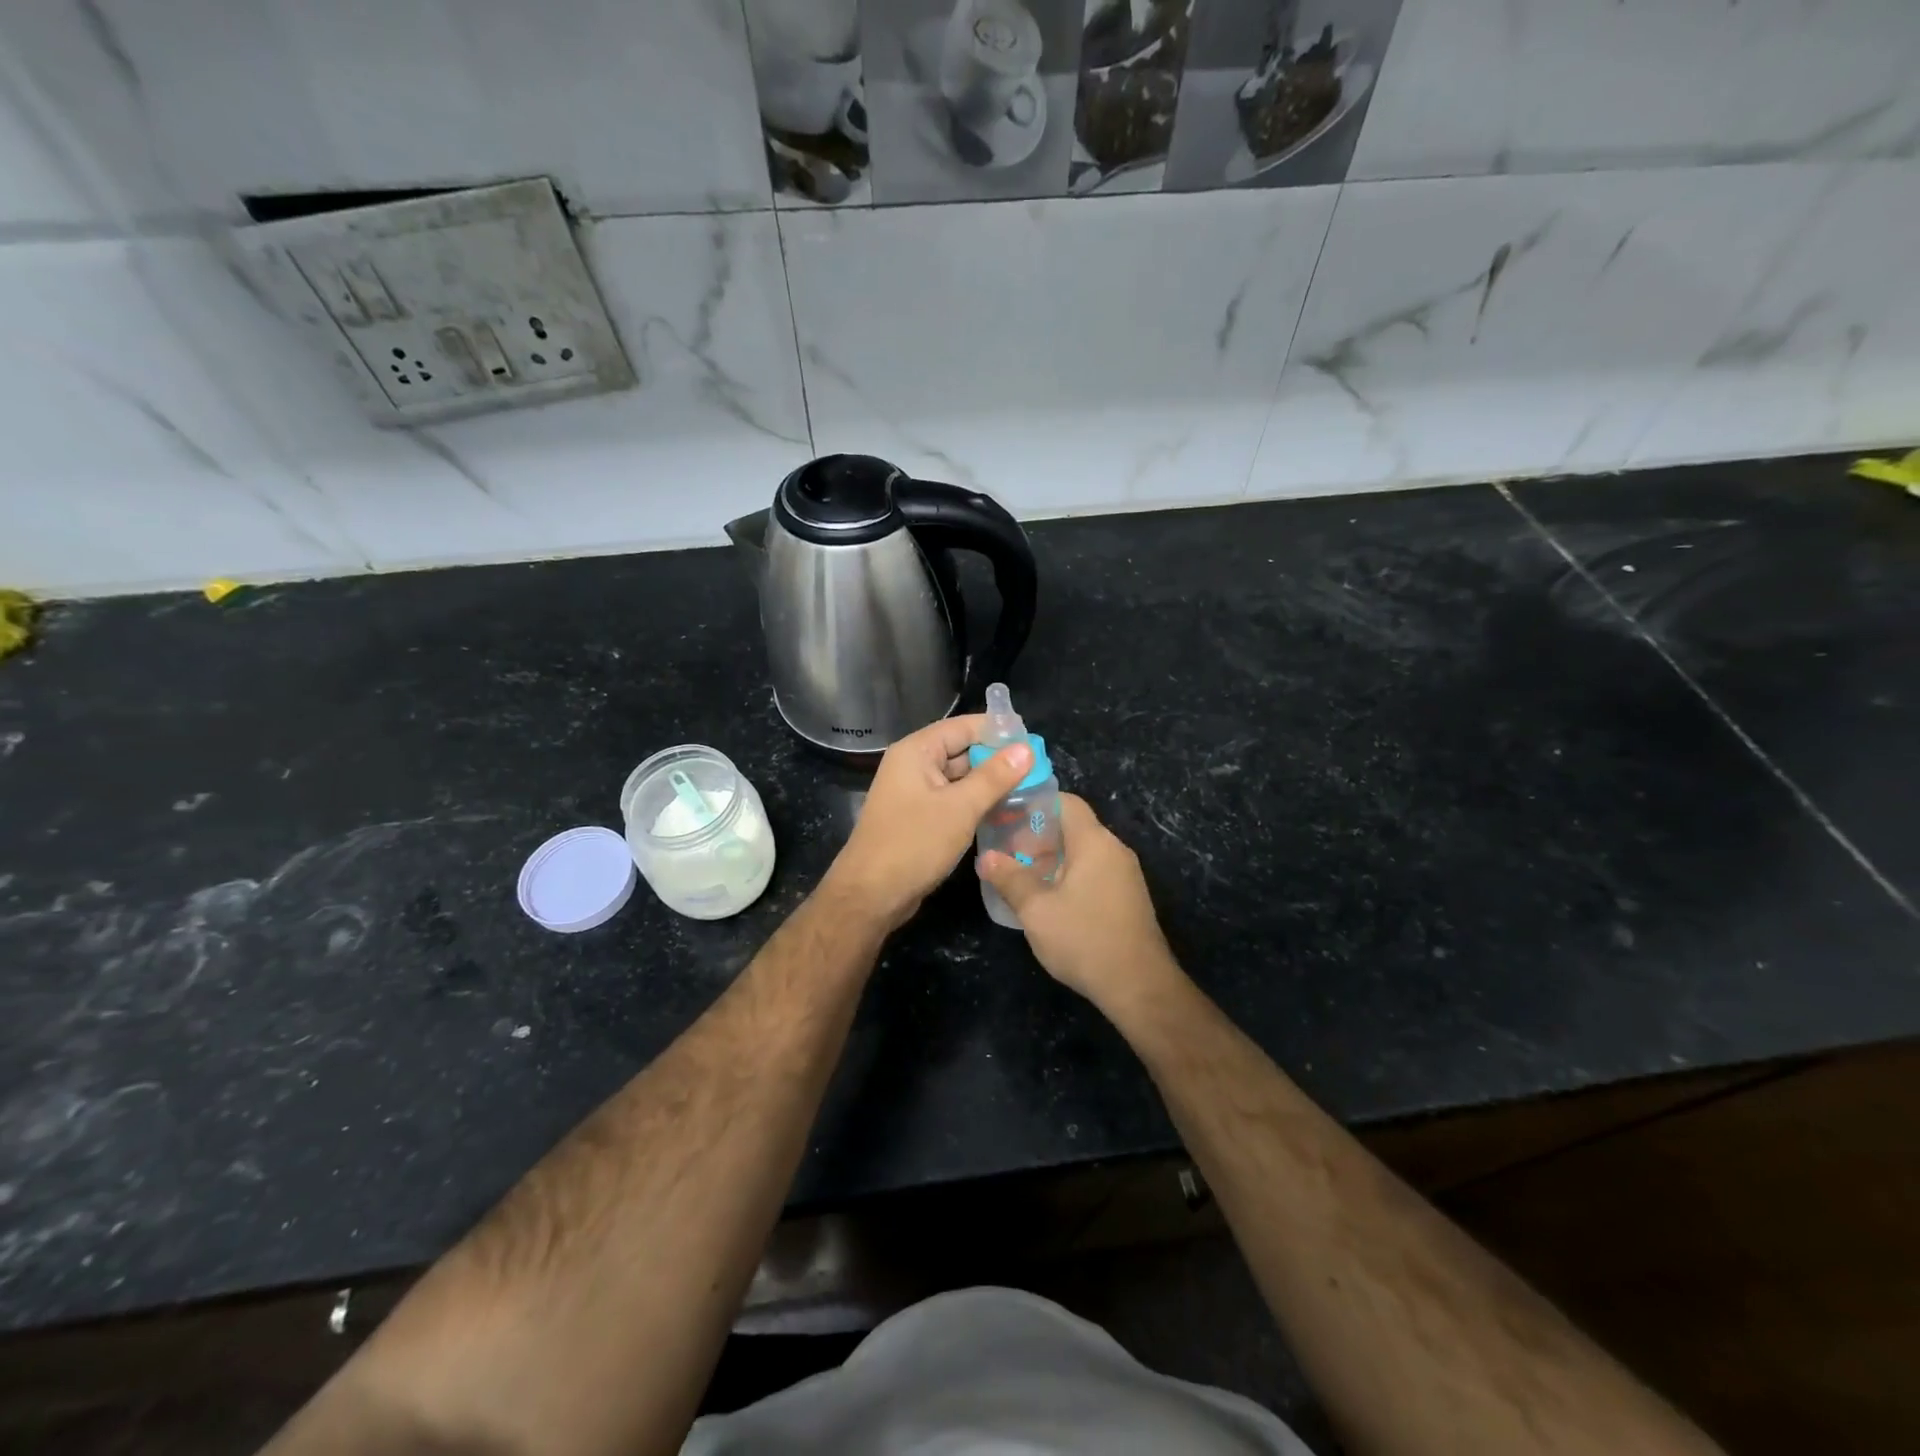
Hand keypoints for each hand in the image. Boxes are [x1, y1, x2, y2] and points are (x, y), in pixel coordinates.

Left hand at [823, 714, 1032, 931]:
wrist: (871, 895)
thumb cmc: (914, 844)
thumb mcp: (960, 808)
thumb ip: (994, 777)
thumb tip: (1027, 749)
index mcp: (917, 751)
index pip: (964, 726)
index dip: (999, 731)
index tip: (1034, 741)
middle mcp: (913, 765)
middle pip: (962, 750)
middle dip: (998, 759)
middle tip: (1039, 769)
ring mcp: (915, 792)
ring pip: (960, 778)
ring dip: (990, 784)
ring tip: (1031, 789)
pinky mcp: (920, 817)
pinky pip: (953, 800)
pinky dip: (976, 803)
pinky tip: (1005, 812)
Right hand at [977, 794, 1183, 1011]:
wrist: (1139, 986)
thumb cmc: (1084, 939)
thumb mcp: (1036, 909)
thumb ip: (1010, 878)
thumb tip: (986, 857)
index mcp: (1094, 842)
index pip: (1065, 802)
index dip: (1034, 805)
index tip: (1006, 819)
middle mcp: (1114, 849)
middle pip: (1073, 828)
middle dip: (1037, 838)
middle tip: (1007, 855)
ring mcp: (1126, 875)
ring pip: (1083, 853)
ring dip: (1052, 860)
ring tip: (1022, 880)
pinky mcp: (1129, 898)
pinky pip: (1094, 873)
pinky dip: (1070, 877)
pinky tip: (1050, 902)